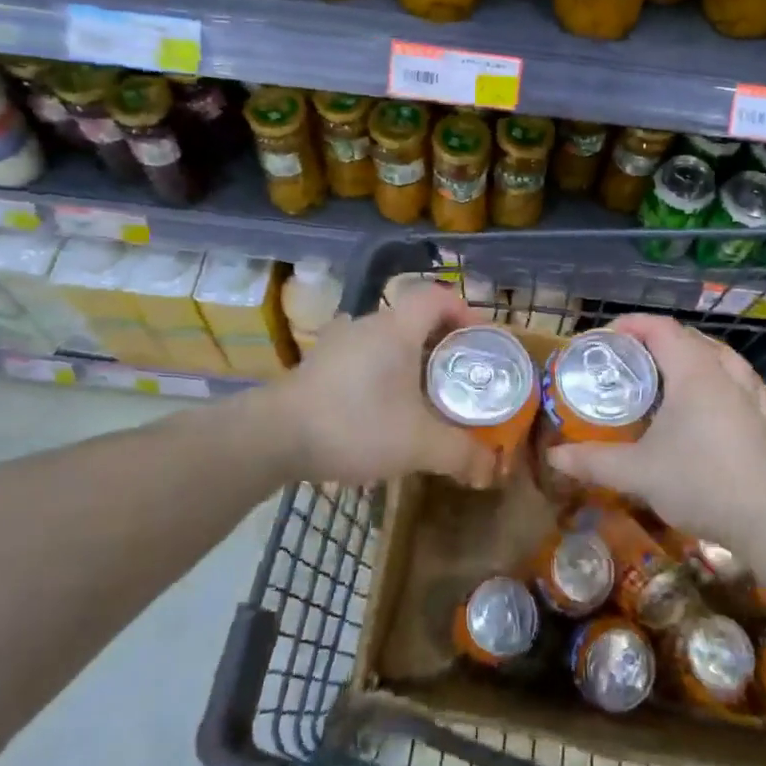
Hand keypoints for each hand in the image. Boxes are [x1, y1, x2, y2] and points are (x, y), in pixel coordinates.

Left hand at [269, 283, 499, 488]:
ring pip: (385, 340)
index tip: (477, 340)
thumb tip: (491, 470)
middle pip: (413, 319)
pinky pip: (361, 358)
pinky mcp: (317, 365)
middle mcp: (367, 325)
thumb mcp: (417, 444)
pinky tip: (380, 410)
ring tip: (422, 397)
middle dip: (440, 344)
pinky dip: (379, 375)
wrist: (274, 436)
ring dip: (407, 361)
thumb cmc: (355, 424)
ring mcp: (337, 343)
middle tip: (457, 376)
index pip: (437, 295)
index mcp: (397, 328)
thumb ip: (459, 453)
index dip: (463, 310)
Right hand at [545, 315, 765, 549]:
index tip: (603, 339)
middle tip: (627, 359)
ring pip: (720, 355)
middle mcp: (723, 374)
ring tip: (668, 369)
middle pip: (688, 337)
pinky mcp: (762, 419)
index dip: (630, 325)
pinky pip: (741, 380)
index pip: (660, 328)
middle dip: (655, 339)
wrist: (765, 521)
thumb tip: (554, 456)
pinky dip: (722, 375)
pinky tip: (717, 391)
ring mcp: (748, 396)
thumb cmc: (698, 483)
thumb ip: (593, 461)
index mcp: (693, 373)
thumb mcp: (637, 472)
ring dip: (691, 352)